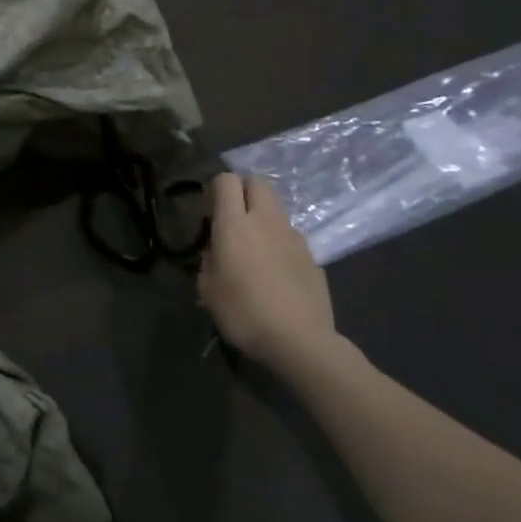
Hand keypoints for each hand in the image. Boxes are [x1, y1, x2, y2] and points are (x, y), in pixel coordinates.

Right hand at [197, 173, 336, 372]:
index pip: (227, 180)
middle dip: (243, 190)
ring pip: (276, 209)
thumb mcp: (207, 288)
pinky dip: (279, 244)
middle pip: (258, 182)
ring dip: (262, 217)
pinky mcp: (313, 257)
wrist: (300, 341)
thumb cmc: (243, 312)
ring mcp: (294, 237)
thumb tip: (215, 250)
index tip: (209, 210)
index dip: (216, 188)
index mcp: (234, 223)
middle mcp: (266, 221)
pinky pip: (290, 237)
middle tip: (232, 217)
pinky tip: (275, 273)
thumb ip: (208, 260)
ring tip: (253, 249)